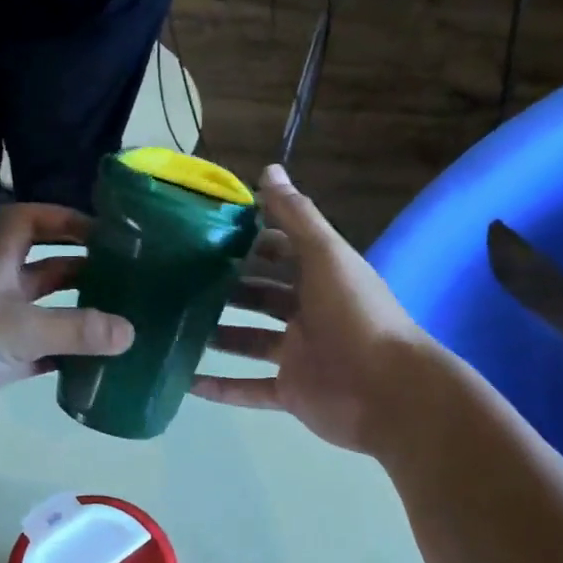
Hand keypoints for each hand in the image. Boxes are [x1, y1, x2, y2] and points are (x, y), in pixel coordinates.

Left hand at [0, 203, 133, 428]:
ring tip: (119, 322)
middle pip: (45, 267)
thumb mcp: (18, 330)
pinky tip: (90, 365)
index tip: (103, 231)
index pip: (27, 220)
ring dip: (76, 314)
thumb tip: (131, 332)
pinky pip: (37, 351)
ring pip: (44, 311)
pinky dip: (63, 355)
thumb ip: (75, 330)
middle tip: (126, 281)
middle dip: (83, 269)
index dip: (63, 218)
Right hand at [191, 166, 430, 455]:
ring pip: (249, 341)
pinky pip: (248, 389)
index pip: (282, 252)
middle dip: (227, 288)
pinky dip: (220, 388)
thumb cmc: (355, 314)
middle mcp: (308, 313)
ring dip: (218, 335)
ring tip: (176, 325)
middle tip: (180, 279)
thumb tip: (269, 170)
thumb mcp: (327, 256)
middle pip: (261, 296)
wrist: (386, 389)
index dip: (251, 241)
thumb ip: (297, 216)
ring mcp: (298, 355)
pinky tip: (186, 383)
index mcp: (321, 278)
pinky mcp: (290, 392)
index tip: (208, 232)